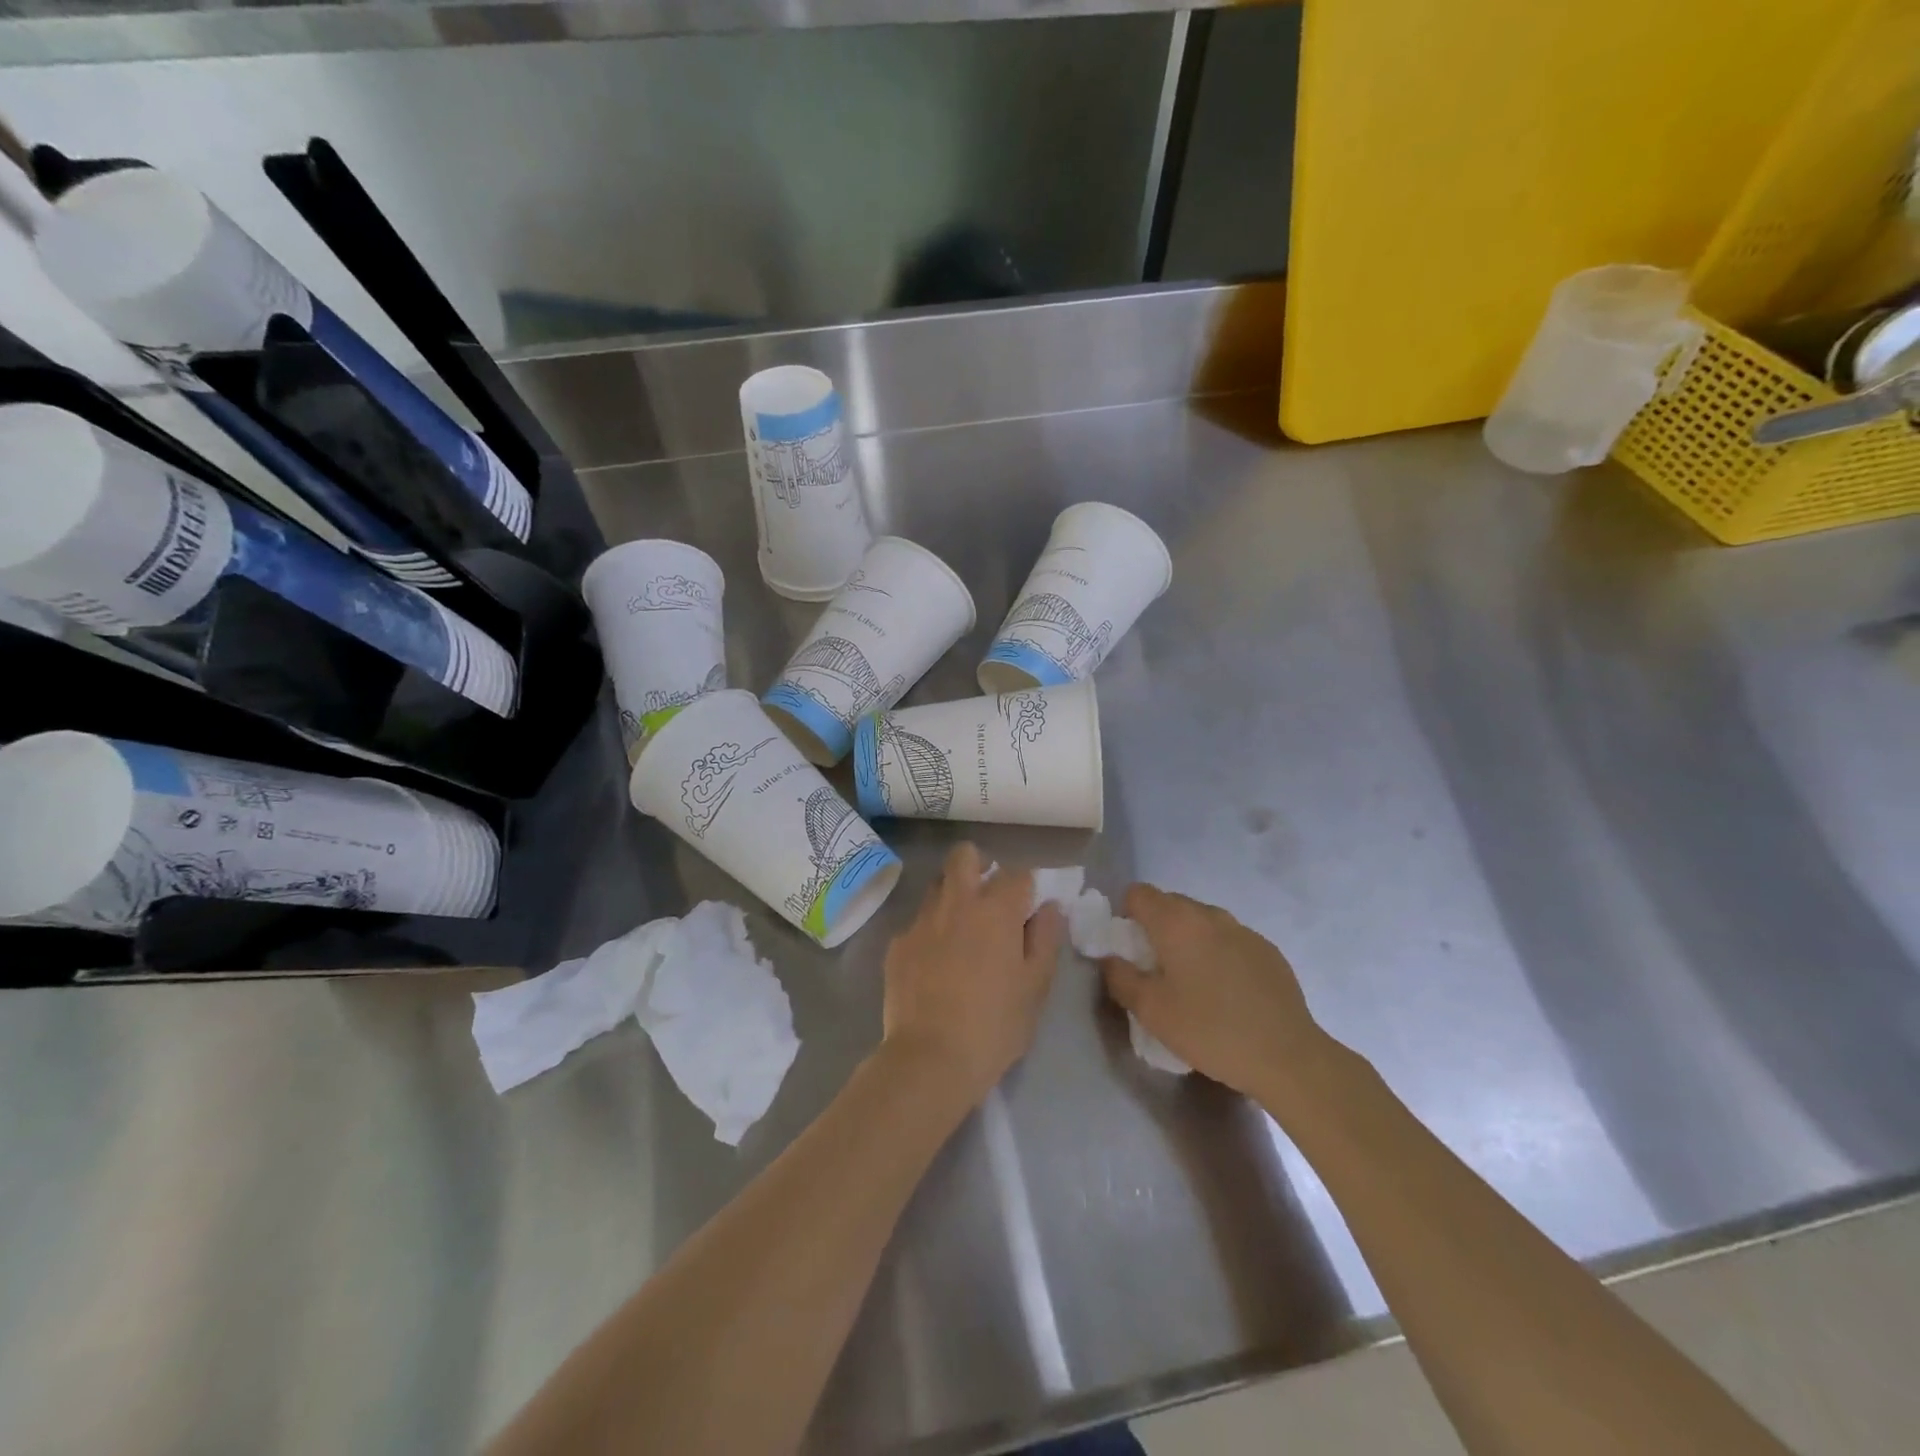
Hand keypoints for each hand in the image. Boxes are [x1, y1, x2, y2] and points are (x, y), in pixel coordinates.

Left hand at [880, 842, 1064, 1105]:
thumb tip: (1050, 908)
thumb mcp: (1035, 986)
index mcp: (996, 910)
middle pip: (965, 855)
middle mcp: (957, 902)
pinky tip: (934, 964)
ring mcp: (922, 920)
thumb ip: (1045, 939)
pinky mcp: (897, 943)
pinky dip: (930, 932)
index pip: (1018, 874)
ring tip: (961, 930)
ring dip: (953, 895)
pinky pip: (918, 923)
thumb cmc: (995, 1025)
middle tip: (989, 898)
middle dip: (979, 865)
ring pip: (938, 885)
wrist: (930, 1058)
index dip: (1026, 888)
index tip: (1028, 909)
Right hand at [1100, 885, 1328, 1103]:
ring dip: (1189, 942)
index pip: (1138, 893)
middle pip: (1170, 904)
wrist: (1287, 1057)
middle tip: (1157, 972)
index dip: (1126, 916)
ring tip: (1194, 985)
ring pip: (1202, 922)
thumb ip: (1120, 978)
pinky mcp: (1268, 950)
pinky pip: (1230, 940)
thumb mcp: (1151, 1011)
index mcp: (1176, 922)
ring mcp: (1243, 930)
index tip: (1130, 950)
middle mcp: (1209, 914)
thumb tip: (1110, 959)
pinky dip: (1219, 955)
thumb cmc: (1210, 1030)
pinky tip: (1228, 994)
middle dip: (1156, 929)